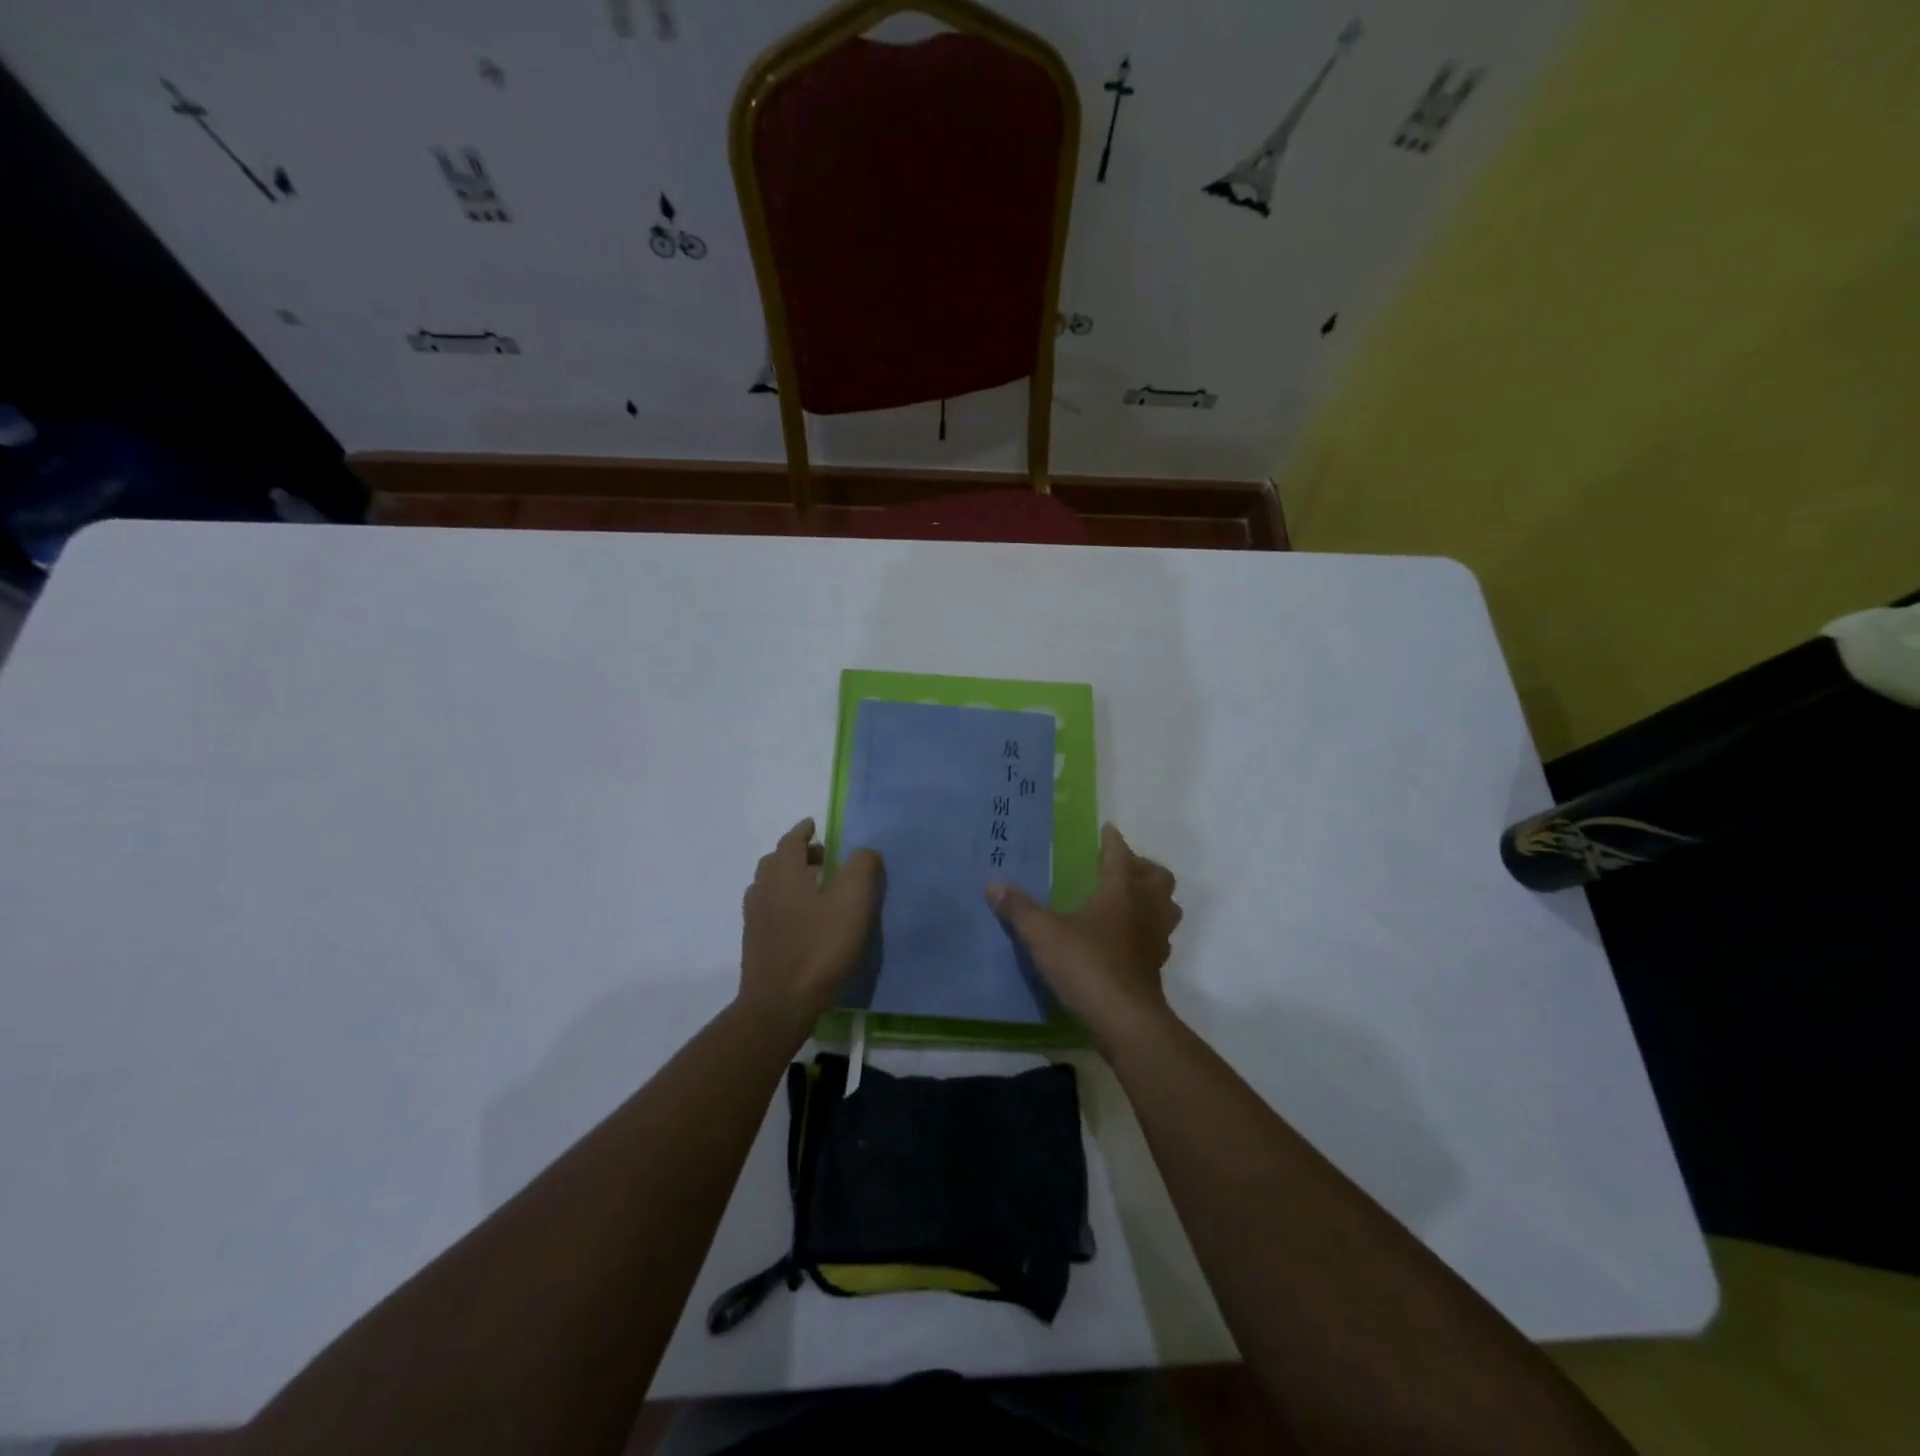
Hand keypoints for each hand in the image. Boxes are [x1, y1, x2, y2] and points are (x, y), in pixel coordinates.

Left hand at [739, 818, 881, 1031]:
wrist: (780, 1004)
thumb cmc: (819, 947)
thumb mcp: (853, 901)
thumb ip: (862, 867)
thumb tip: (863, 852)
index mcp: (785, 872)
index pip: (791, 840)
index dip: (803, 830)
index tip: (814, 826)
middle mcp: (763, 889)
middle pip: (776, 861)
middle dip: (797, 854)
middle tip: (822, 858)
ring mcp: (754, 918)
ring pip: (769, 886)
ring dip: (789, 879)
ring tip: (814, 889)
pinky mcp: (754, 944)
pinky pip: (768, 910)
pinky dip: (783, 903)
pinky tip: (801, 921)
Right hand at [987, 823, 1182, 1043]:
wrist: (1125, 1020)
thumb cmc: (1086, 965)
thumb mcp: (1043, 935)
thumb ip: (1019, 909)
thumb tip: (993, 885)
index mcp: (1121, 891)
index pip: (1120, 854)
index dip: (1113, 840)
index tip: (1107, 830)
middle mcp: (1145, 908)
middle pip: (1158, 877)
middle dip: (1141, 867)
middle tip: (1118, 868)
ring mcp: (1155, 938)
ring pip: (1166, 906)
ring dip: (1152, 897)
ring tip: (1128, 900)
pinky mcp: (1156, 965)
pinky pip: (1159, 935)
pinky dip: (1147, 927)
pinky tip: (1126, 937)